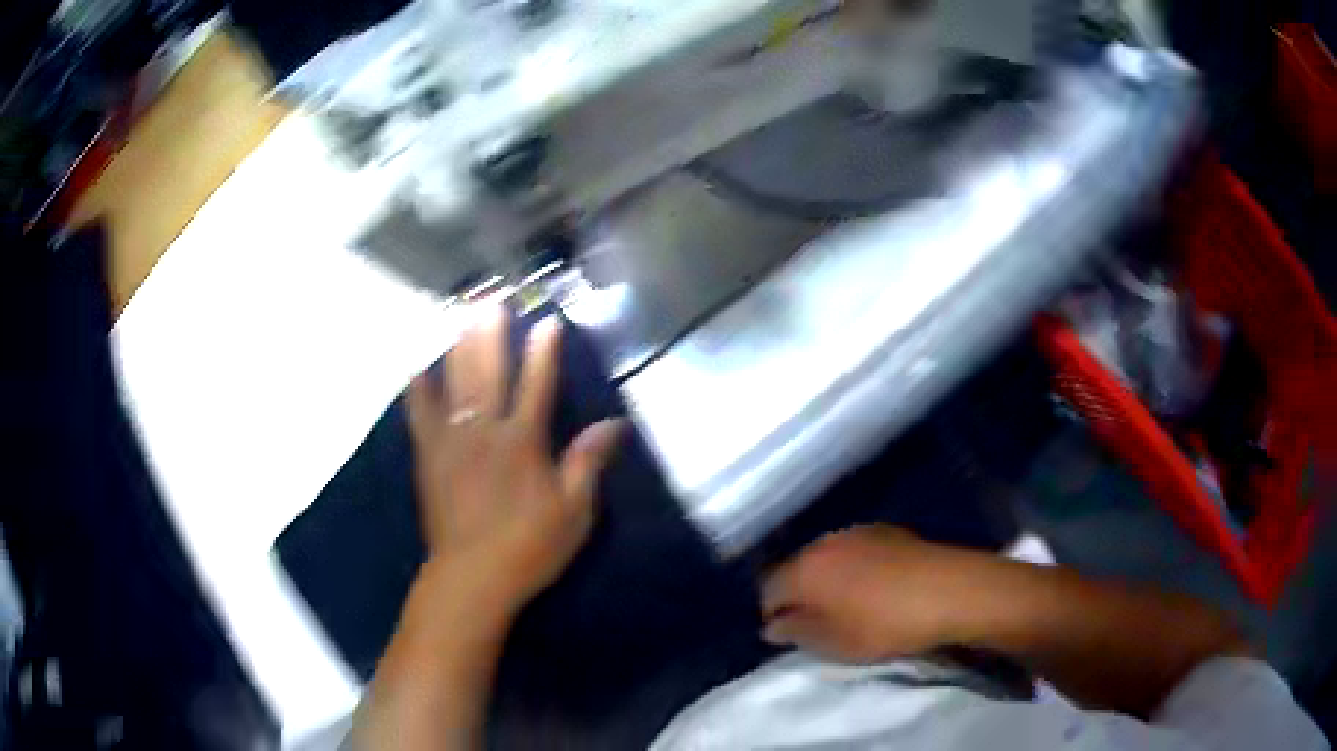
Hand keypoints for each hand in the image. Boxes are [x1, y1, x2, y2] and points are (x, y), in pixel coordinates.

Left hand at [407, 305, 623, 612]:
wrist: (472, 577)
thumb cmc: (529, 547)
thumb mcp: (574, 512)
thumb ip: (588, 463)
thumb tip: (615, 425)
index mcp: (523, 442)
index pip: (537, 385)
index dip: (544, 351)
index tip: (547, 320)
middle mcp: (486, 430)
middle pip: (489, 371)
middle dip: (491, 332)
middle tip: (491, 298)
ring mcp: (452, 441)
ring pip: (454, 382)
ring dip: (458, 345)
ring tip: (459, 313)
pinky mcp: (429, 456)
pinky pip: (420, 415)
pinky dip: (418, 389)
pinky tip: (416, 367)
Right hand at [761, 525, 987, 662]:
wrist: (948, 589)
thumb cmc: (884, 624)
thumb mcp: (835, 643)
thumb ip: (796, 633)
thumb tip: (772, 626)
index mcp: (805, 571)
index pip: (769, 589)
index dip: (773, 614)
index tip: (789, 634)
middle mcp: (824, 543)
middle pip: (796, 568)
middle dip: (798, 593)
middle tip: (816, 621)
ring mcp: (857, 532)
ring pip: (826, 556)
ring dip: (827, 577)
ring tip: (846, 602)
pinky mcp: (886, 530)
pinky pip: (854, 549)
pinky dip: (853, 566)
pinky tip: (873, 584)